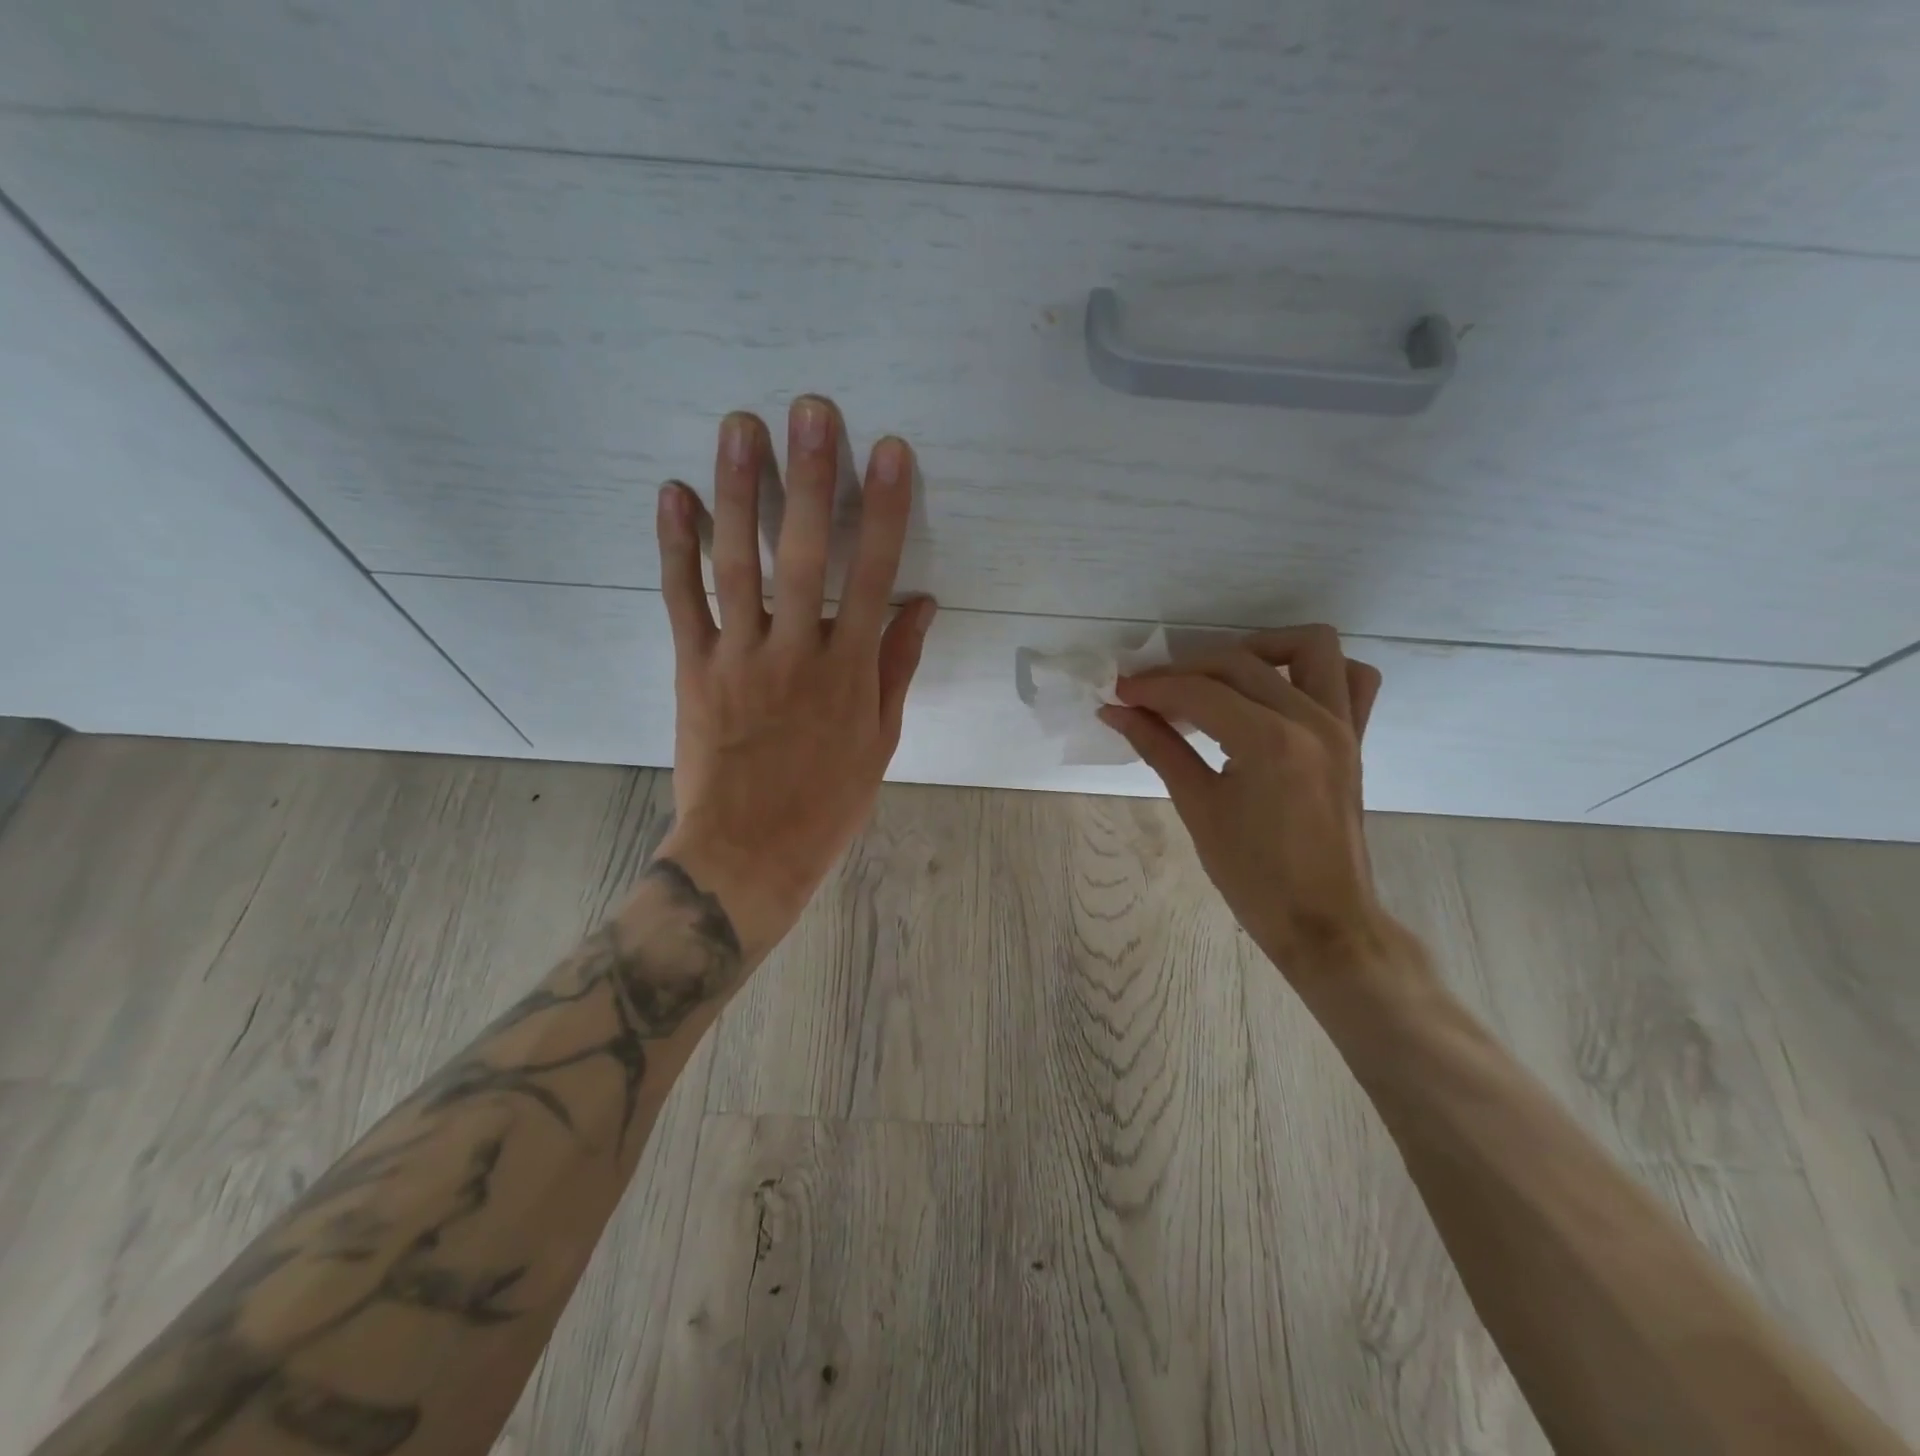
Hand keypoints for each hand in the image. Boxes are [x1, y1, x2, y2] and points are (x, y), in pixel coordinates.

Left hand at [649, 395, 934, 960]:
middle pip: (805, 555)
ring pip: (738, 565)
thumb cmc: (826, 802)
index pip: (873, 577)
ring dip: (740, 493)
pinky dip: (675, 547)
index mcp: (849, 674)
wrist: (748, 853)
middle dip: (810, 478)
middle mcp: (795, 654)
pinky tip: (674, 495)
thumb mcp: (879, 741)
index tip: (889, 452)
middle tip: (810, 410)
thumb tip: (921, 603)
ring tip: (740, 427)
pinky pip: (682, 601)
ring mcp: (739, 658)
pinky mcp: (694, 669)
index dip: (883, 511)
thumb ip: (896, 667)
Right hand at [1100, 625, 1405, 978]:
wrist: (1322, 920)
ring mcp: (1342, 725)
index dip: (1152, 687)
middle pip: (1239, 663)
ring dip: (1259, 649)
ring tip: (1218, 679)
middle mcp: (1312, 720)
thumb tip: (1116, 713)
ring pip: (1309, 647)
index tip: (1118, 694)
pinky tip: (1278, 690)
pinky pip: (1352, 679)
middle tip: (1149, 696)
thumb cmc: (1253, 876)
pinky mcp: (1356, 738)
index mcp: (1270, 742)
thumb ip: (1158, 748)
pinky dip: (1315, 671)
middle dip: (1186, 671)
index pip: (1200, 692)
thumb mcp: (1198, 807)